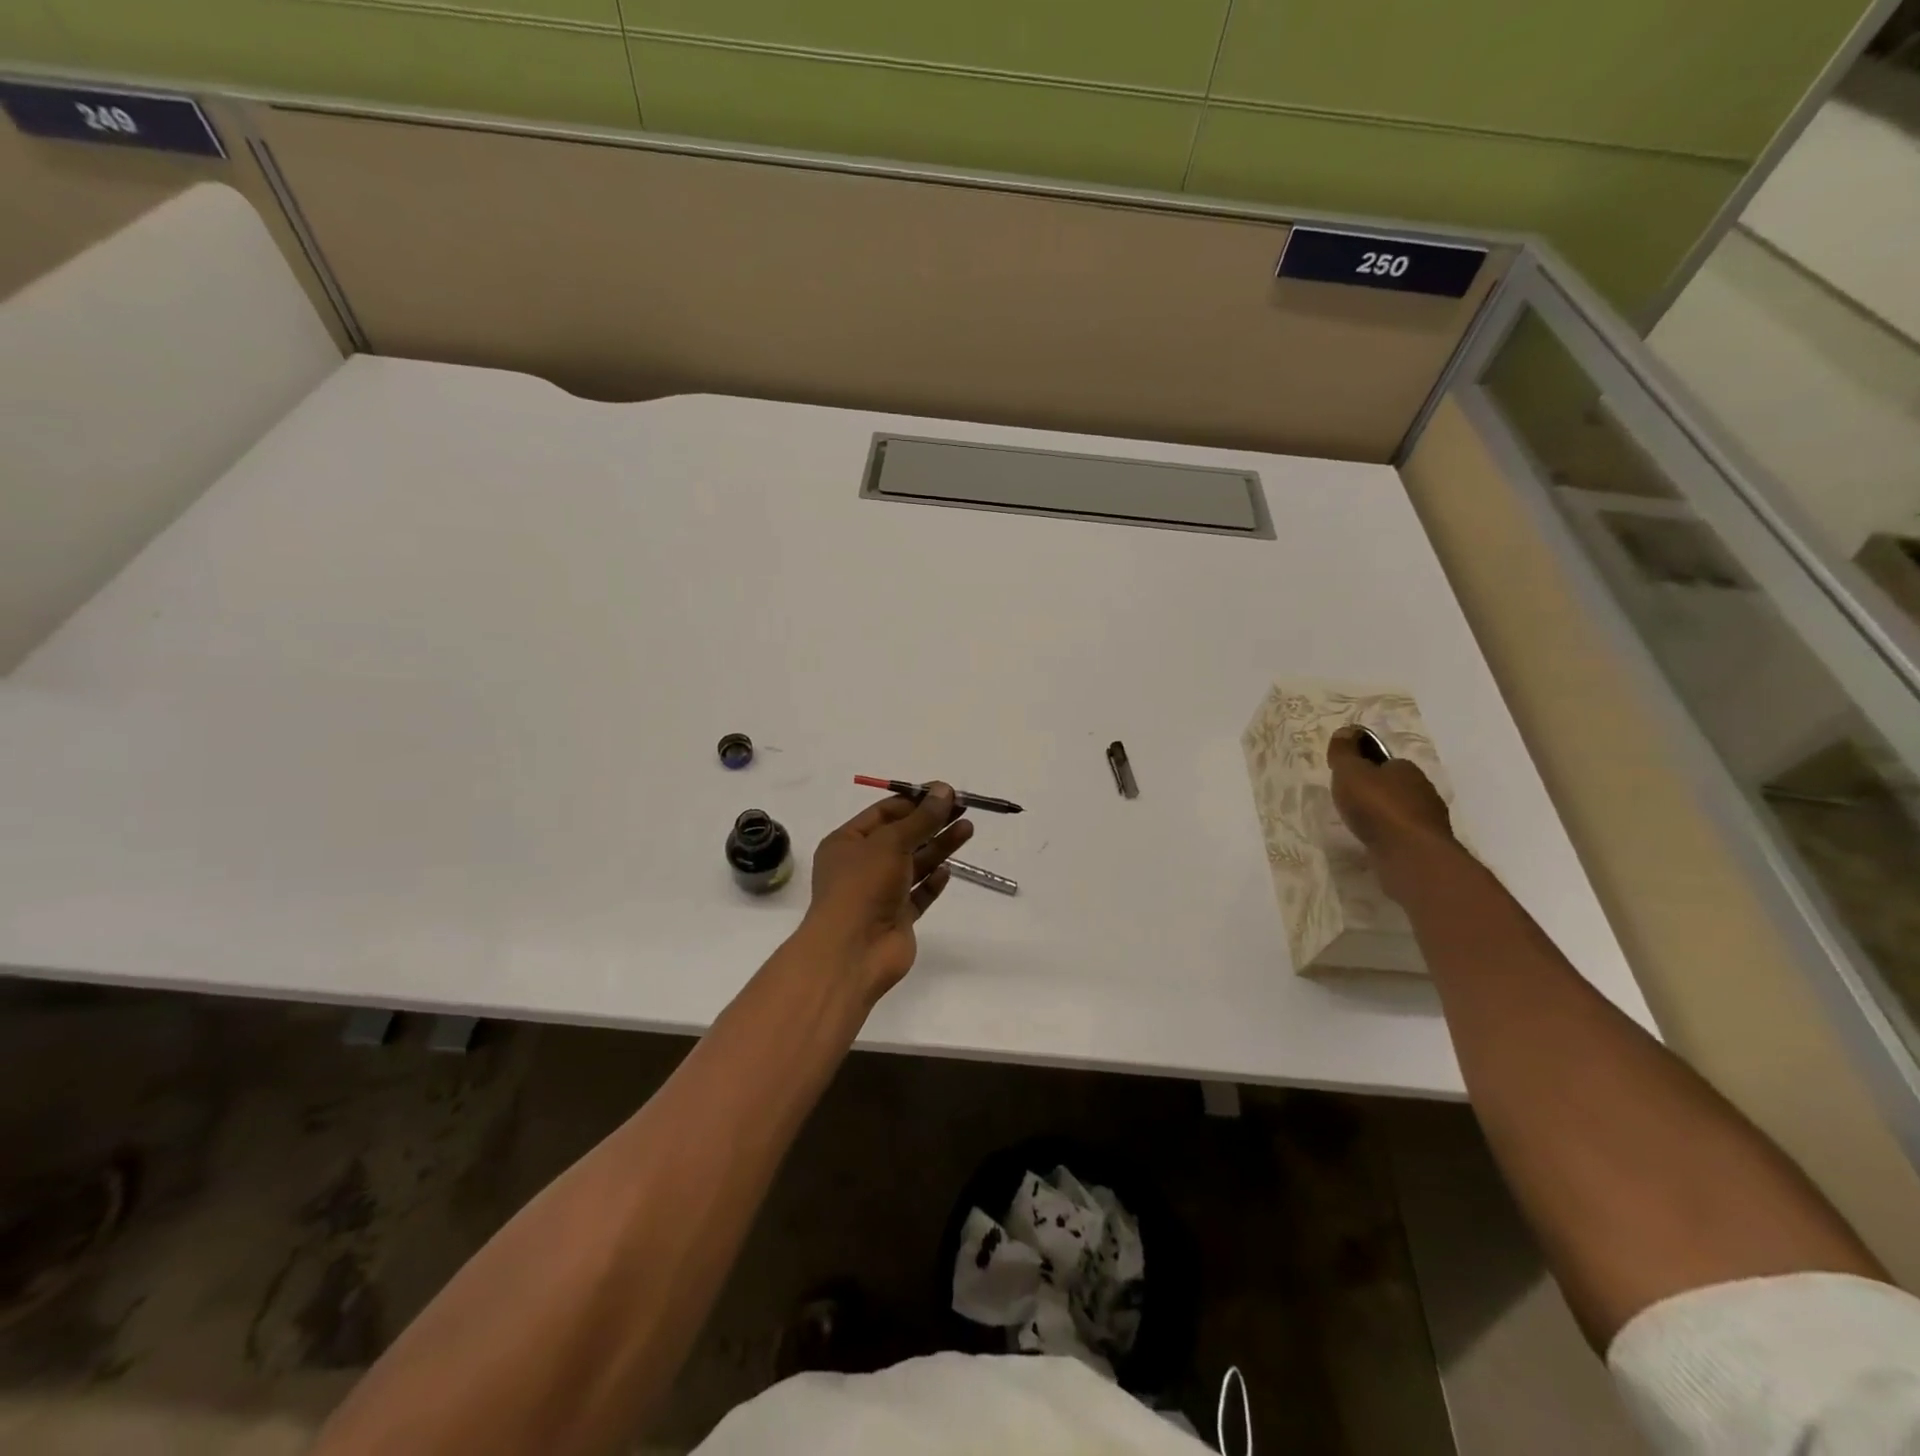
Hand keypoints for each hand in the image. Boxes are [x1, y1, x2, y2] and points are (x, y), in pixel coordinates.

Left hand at [800, 783, 973, 999]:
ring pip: (914, 864)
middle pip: (903, 836)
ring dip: (939, 846)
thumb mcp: (891, 842)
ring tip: (968, 829)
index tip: (945, 793)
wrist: (853, 951)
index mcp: (847, 842)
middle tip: (963, 808)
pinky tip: (947, 871)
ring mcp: (880, 893)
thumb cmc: (863, 886)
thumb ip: (922, 818)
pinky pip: (918, 894)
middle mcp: (862, 865)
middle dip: (932, 822)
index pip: (884, 813)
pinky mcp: (897, 918)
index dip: (914, 801)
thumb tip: (945, 790)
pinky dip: (932, 882)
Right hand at [1328, 726, 1455, 900]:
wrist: (1410, 854)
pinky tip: (1374, 841)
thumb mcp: (1350, 772)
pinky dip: (1388, 835)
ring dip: (1383, 814)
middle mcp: (1422, 790)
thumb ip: (1345, 752)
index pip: (1385, 761)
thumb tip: (1346, 730)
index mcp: (1406, 769)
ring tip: (1359, 823)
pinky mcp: (1426, 845)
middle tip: (1350, 799)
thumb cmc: (1378, 806)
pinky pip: (1402, 834)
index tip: (1347, 774)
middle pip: (1394, 786)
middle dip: (1375, 790)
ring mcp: (1428, 820)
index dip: (1366, 765)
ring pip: (1400, 810)